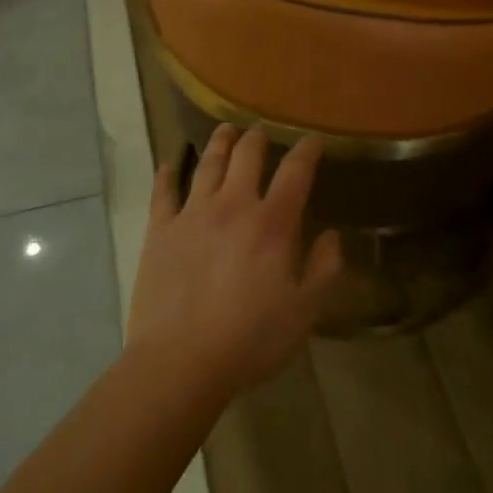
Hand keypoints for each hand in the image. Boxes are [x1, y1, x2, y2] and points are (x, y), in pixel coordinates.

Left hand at [127, 126, 342, 401]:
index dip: (307, 150)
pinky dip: (168, 172)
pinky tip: (170, 163)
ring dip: (220, 142)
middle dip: (258, 137)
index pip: (295, 171)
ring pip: (208, 163)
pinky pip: (163, 191)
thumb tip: (331, 236)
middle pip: (247, 154)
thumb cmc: (250, 340)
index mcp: (272, 222)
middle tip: (262, 131)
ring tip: (226, 129)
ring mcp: (193, 214)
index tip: (313, 139)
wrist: (179, 363)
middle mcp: (234, 205)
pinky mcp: (160, 230)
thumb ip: (324, 269)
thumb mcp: (304, 312)